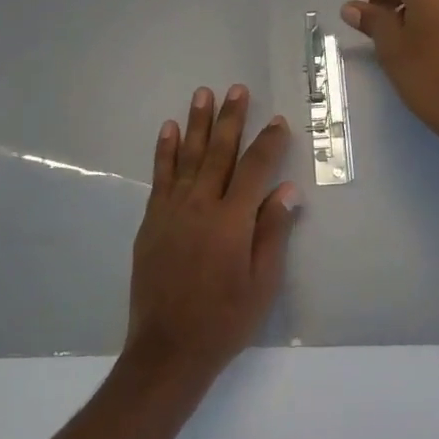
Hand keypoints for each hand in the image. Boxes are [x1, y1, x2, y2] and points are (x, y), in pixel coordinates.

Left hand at [123, 86, 298, 388]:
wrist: (168, 349)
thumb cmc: (224, 320)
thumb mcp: (263, 284)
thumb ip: (273, 233)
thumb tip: (286, 190)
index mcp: (232, 221)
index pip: (255, 169)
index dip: (268, 143)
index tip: (277, 121)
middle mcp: (201, 205)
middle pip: (219, 152)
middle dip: (230, 118)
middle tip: (236, 89)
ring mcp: (172, 210)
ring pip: (187, 156)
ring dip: (196, 123)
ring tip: (202, 93)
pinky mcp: (152, 220)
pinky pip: (159, 176)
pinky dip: (164, 151)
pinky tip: (168, 129)